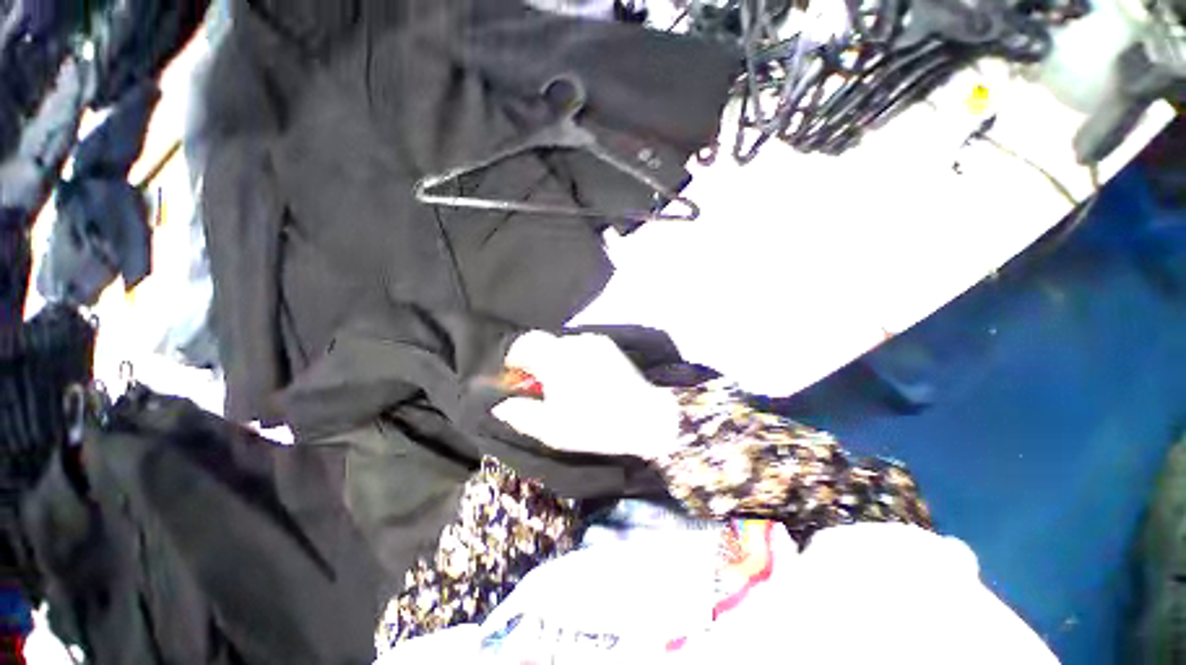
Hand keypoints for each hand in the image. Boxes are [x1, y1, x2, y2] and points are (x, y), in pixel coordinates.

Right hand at [492, 331, 680, 460]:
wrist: (645, 418)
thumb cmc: (596, 425)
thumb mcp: (553, 429)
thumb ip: (522, 414)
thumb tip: (502, 405)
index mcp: (557, 359)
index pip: (524, 344)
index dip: (514, 360)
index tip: (517, 379)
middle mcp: (574, 342)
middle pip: (543, 343)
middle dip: (535, 362)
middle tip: (541, 387)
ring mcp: (594, 341)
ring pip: (562, 345)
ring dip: (555, 360)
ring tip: (566, 385)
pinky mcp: (607, 346)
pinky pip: (579, 347)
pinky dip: (573, 358)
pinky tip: (584, 379)